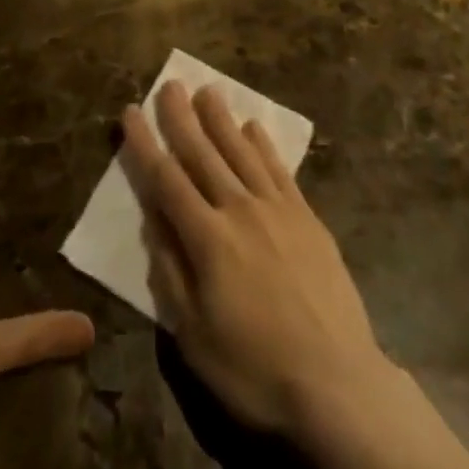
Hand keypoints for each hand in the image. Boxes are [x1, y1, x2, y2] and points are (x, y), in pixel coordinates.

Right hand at [122, 81, 468, 468]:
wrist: (337, 384)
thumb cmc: (255, 370)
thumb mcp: (194, 336)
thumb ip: (171, 271)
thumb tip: (153, 219)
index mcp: (208, 239)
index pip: (166, 179)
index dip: (145, 144)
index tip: (131, 111)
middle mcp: (240, 210)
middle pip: (203, 154)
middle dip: (182, 118)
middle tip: (170, 84)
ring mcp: (277, 210)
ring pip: (241, 152)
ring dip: (221, 119)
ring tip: (207, 90)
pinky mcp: (307, 217)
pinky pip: (279, 169)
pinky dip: (263, 145)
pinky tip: (253, 127)